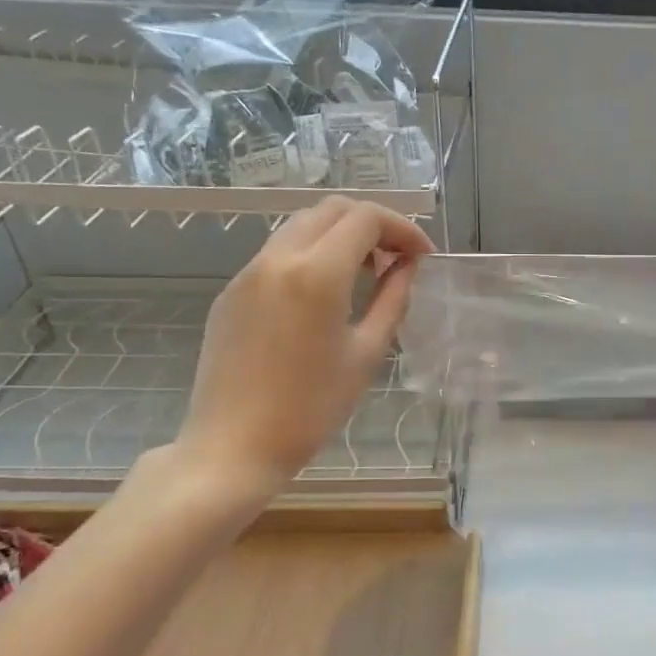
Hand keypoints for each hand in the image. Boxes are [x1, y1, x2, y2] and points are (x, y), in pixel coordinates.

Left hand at [174, 198, 433, 498]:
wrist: (233, 446)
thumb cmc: (311, 408)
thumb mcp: (367, 353)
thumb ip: (393, 299)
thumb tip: (408, 266)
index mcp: (317, 274)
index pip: (365, 218)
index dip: (403, 228)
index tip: (423, 256)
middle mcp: (278, 259)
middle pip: (332, 209)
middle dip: (373, 224)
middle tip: (398, 258)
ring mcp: (248, 272)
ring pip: (302, 225)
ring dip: (341, 235)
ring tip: (366, 273)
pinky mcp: (232, 291)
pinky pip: (279, 252)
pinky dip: (312, 253)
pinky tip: (327, 293)